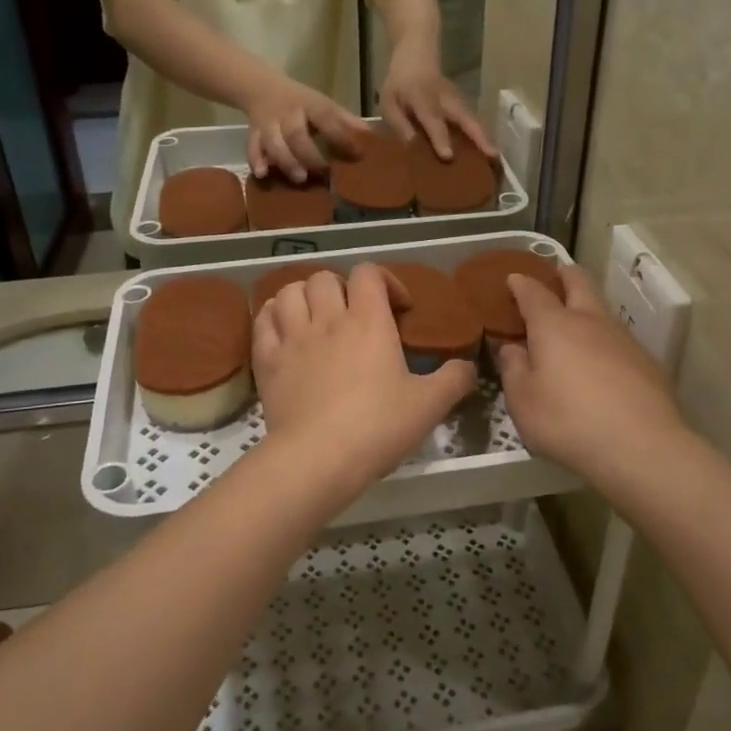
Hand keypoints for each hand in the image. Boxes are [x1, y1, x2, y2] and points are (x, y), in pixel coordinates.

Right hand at [243, 76, 365, 183]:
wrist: (260, 88)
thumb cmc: (299, 102)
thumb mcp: (322, 104)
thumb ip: (343, 120)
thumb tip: (371, 135)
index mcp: (309, 104)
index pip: (327, 117)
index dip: (342, 135)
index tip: (357, 153)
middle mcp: (288, 114)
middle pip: (296, 133)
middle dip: (309, 154)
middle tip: (323, 172)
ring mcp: (269, 124)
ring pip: (273, 142)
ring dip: (286, 161)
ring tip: (300, 178)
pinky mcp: (253, 133)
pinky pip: (252, 146)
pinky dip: (256, 160)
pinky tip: (262, 174)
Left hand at [253, 264, 476, 496]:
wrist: (318, 458)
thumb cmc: (378, 426)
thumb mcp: (429, 405)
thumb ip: (454, 379)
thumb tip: (468, 367)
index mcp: (368, 321)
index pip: (369, 273)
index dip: (385, 280)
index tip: (398, 308)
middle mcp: (327, 319)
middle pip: (325, 278)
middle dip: (342, 288)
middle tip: (354, 315)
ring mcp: (292, 337)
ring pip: (289, 291)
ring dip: (304, 296)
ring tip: (316, 317)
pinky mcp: (267, 360)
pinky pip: (263, 319)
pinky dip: (273, 316)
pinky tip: (284, 330)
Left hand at [378, 48, 494, 162]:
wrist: (417, 56)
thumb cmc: (399, 84)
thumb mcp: (389, 102)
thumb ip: (399, 124)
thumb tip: (412, 146)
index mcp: (422, 98)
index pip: (433, 120)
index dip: (440, 138)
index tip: (449, 157)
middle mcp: (444, 99)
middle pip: (465, 117)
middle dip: (479, 136)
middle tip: (493, 156)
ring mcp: (457, 99)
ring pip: (473, 119)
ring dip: (485, 136)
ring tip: (495, 156)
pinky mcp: (463, 102)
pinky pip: (473, 120)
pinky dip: (481, 134)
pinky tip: (488, 150)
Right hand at [496, 264, 687, 485]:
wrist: (641, 448)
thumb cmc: (568, 421)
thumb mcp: (523, 401)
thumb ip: (514, 369)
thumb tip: (512, 348)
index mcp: (554, 325)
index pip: (534, 292)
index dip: (522, 283)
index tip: (513, 279)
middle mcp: (590, 322)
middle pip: (579, 283)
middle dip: (564, 275)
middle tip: (555, 275)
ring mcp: (624, 340)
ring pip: (602, 310)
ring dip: (587, 308)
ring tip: (575, 325)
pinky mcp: (647, 363)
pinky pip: (619, 340)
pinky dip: (604, 341)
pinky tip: (601, 364)